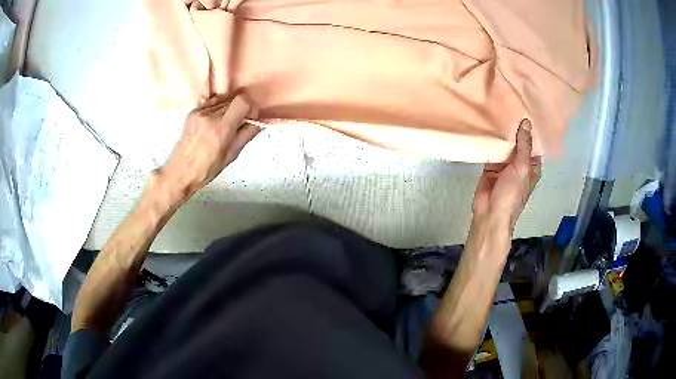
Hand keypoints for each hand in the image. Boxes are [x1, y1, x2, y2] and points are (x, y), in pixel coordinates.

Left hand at [157, 93, 259, 199]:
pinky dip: (219, 108)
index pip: (243, 102)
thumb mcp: (231, 155)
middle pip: (234, 99)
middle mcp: (210, 116)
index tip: (251, 118)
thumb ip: (247, 135)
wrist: (180, 171)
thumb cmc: (207, 169)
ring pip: (224, 100)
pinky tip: (215, 121)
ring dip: (230, 108)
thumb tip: (260, 122)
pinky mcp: (193, 111)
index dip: (251, 107)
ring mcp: (200, 112)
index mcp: (221, 129)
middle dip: (241, 109)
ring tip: (225, 124)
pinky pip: (212, 102)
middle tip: (240, 123)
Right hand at [472, 119, 541, 230]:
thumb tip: (527, 122)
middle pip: (518, 142)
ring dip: (502, 133)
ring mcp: (505, 164)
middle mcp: (520, 164)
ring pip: (505, 145)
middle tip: (510, 104)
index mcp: (532, 166)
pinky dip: (490, 141)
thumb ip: (524, 145)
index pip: (534, 144)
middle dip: (515, 128)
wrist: (490, 212)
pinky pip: (492, 149)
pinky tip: (487, 125)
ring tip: (498, 109)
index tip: (527, 109)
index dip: (531, 130)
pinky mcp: (491, 165)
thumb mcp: (522, 168)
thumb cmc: (512, 194)